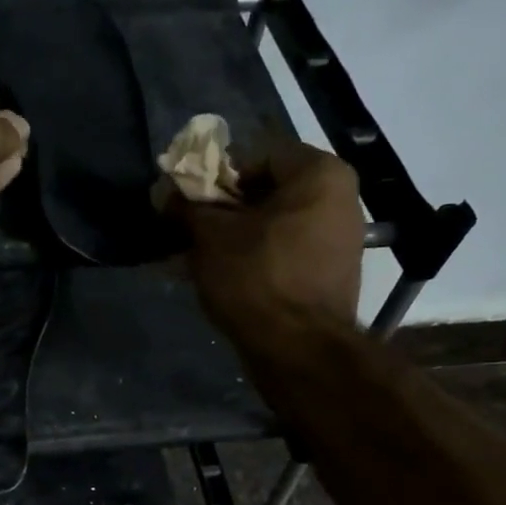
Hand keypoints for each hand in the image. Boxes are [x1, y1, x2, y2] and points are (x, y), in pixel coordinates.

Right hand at [175, 136, 364, 340]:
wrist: (299, 350)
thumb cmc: (256, 278)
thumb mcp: (210, 237)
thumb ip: (186, 207)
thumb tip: (164, 192)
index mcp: (319, 173)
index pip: (256, 154)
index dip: (215, 175)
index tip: (187, 200)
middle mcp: (340, 198)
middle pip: (267, 190)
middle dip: (223, 209)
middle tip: (189, 229)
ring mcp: (341, 238)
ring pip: (274, 224)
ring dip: (235, 236)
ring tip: (199, 256)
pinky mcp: (331, 273)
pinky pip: (285, 251)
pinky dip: (255, 257)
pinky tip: (224, 275)